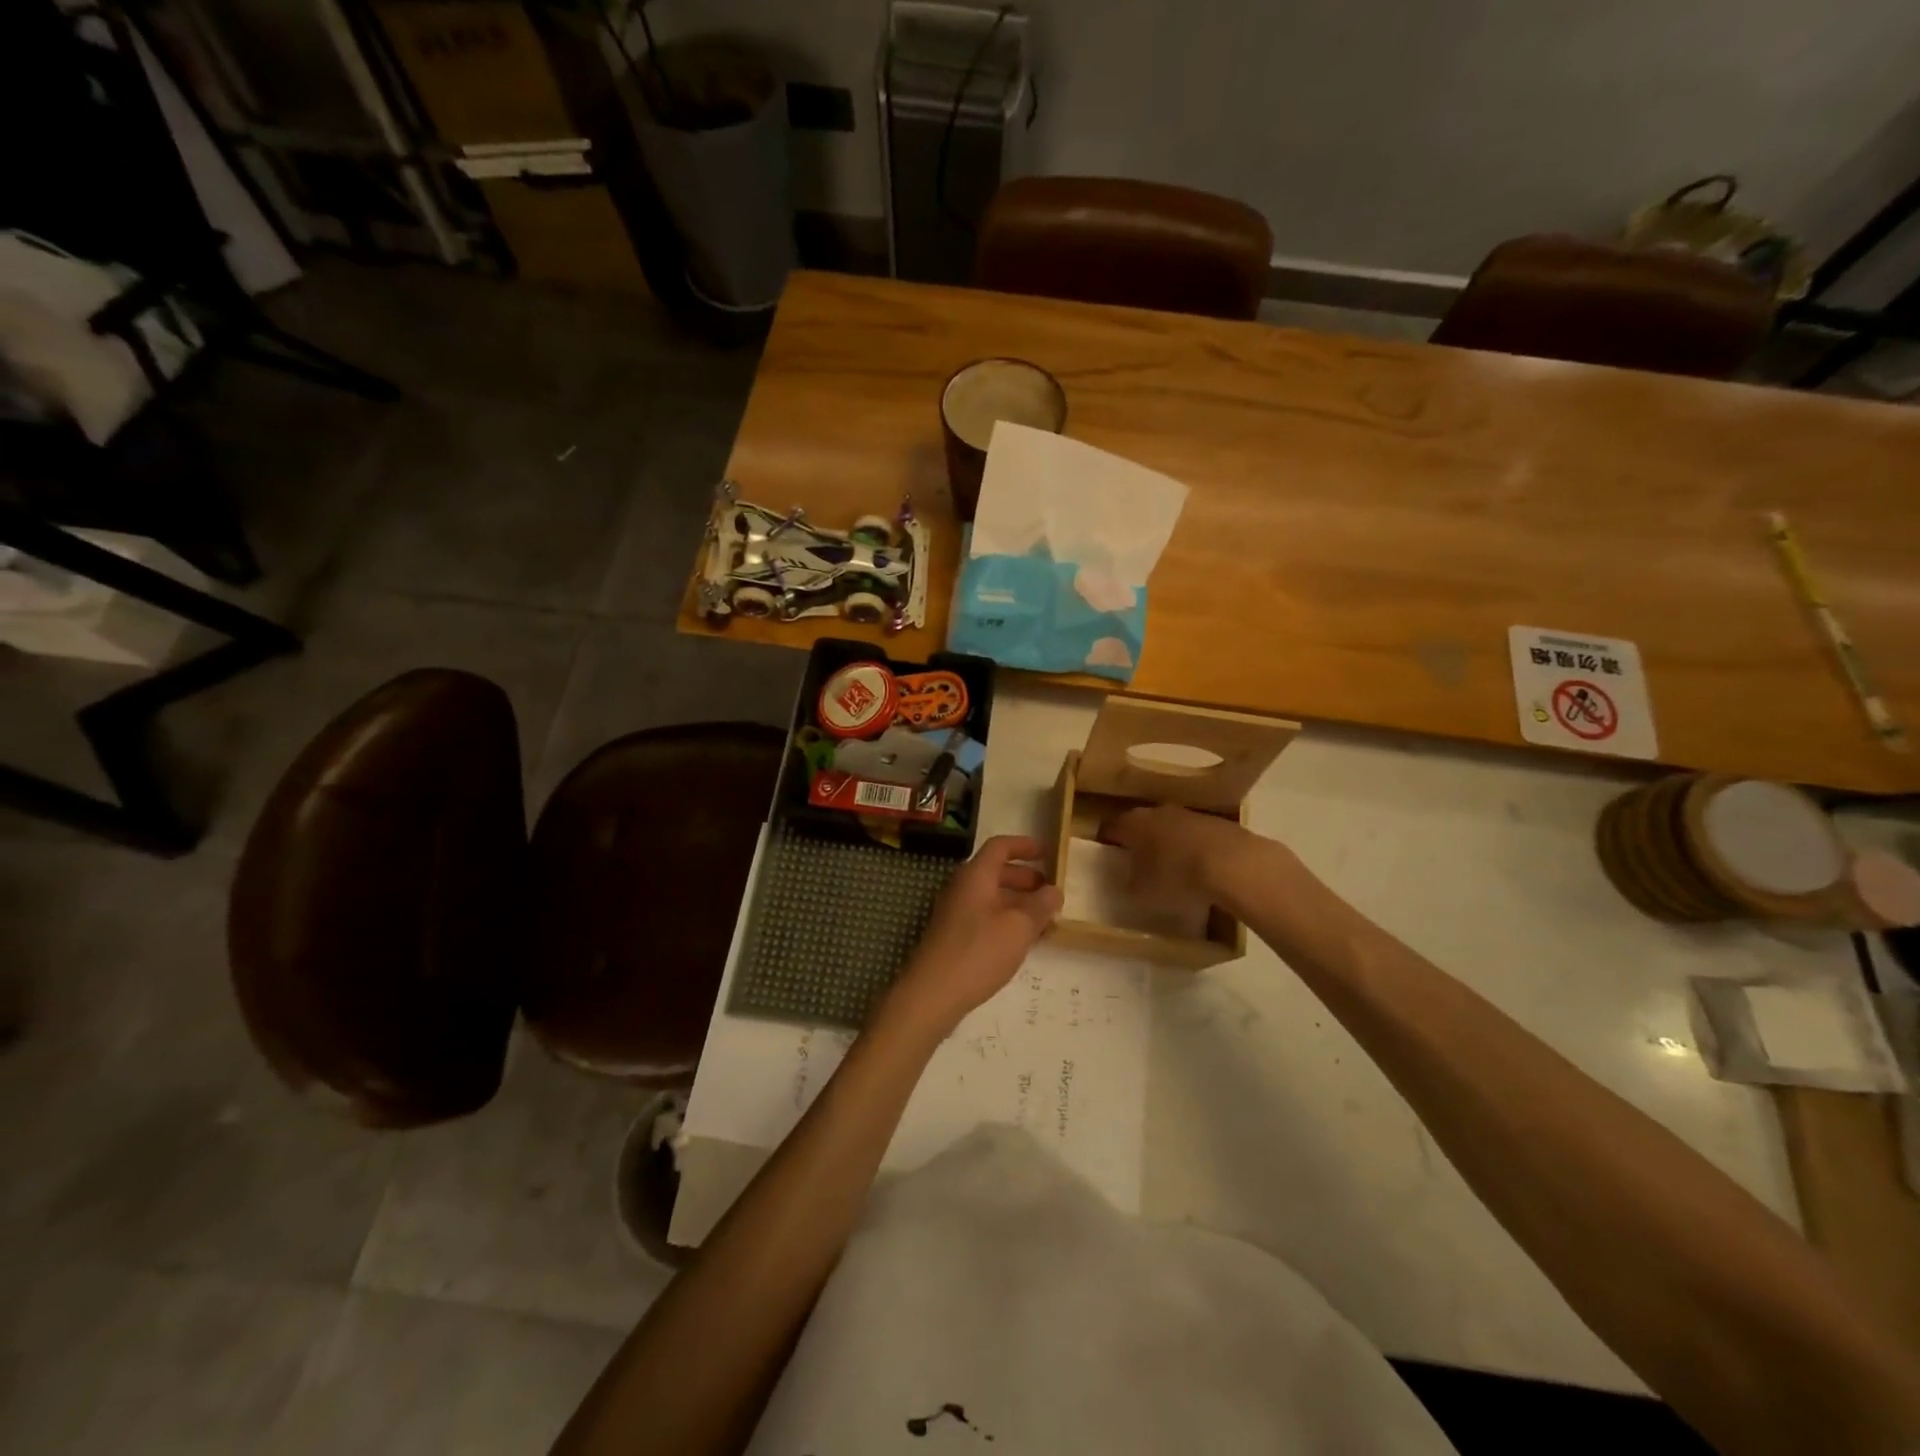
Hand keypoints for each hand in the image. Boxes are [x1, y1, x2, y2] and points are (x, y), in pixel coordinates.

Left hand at [888, 836, 1061, 1033]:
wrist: (933, 993)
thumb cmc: (979, 952)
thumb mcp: (1019, 927)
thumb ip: (1040, 906)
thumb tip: (1054, 891)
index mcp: (976, 876)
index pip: (1000, 846)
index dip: (1025, 846)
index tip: (1048, 853)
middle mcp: (963, 888)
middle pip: (996, 872)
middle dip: (1026, 879)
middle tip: (1050, 892)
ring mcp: (956, 913)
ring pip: (992, 897)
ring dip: (1019, 903)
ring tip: (1045, 921)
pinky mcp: (954, 936)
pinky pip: (985, 917)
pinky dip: (1007, 921)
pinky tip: (1023, 941)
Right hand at [1098, 804, 1251, 909]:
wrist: (1234, 864)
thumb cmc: (1177, 876)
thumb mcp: (1143, 892)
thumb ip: (1130, 885)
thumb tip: (1129, 881)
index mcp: (1133, 824)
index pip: (1110, 826)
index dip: (1106, 839)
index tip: (1105, 852)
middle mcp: (1158, 812)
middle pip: (1141, 823)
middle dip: (1138, 839)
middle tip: (1136, 861)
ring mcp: (1190, 814)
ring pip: (1170, 827)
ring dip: (1168, 843)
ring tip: (1171, 867)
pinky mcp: (1218, 823)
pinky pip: (1196, 836)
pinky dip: (1193, 848)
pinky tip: (1200, 869)